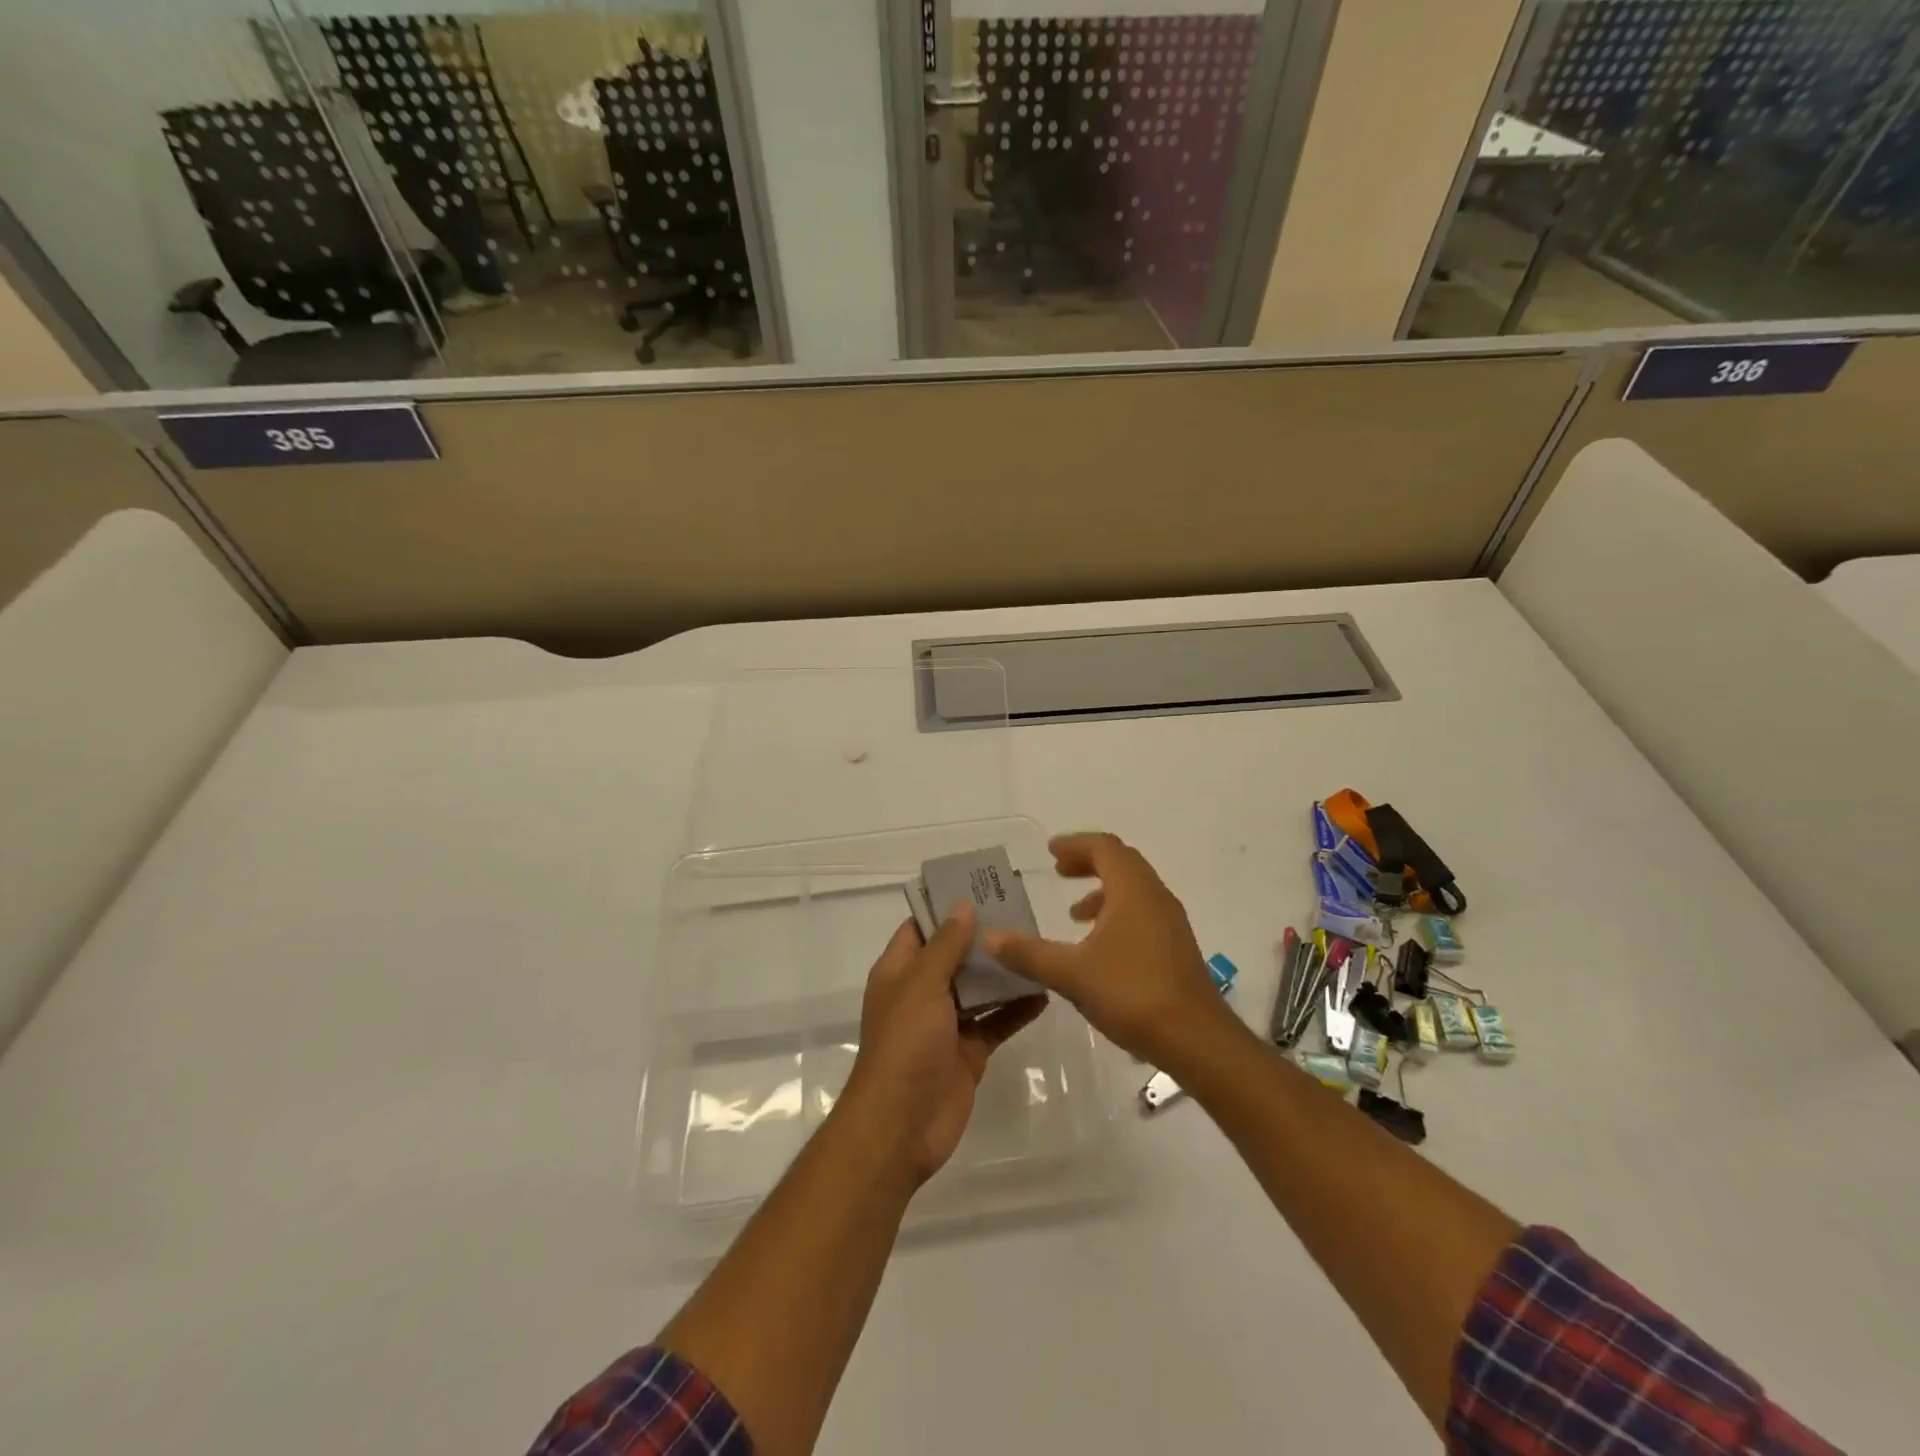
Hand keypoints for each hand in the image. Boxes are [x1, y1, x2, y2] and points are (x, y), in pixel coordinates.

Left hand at [839, 903, 1047, 1185]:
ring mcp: (946, 1024)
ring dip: (1003, 971)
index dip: (946, 906)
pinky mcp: (969, 1051)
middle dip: (983, 936)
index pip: (921, 927)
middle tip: (1022, 911)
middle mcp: (922, 993)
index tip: (981, 886)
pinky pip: (996, 1022)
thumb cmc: (905, 1045)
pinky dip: (1017, 1009)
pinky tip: (1044, 991)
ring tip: (1038, 943)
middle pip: (955, 955)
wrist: (902, 1125)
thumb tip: (963, 905)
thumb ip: (945, 945)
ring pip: (978, 988)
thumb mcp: (922, 985)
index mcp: (900, 972)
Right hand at [985, 832, 1233, 1068]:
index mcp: (1133, 890)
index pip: (1104, 848)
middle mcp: (1155, 897)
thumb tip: (989, 936)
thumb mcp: (1071, 974)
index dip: (1075, 845)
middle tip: (1058, 871)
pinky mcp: (1176, 948)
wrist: (1197, 1040)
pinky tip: (1099, 948)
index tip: (1050, 852)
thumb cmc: (1133, 993)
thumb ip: (1029, 954)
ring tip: (1074, 914)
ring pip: (1133, 890)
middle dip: (1088, 862)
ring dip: (1102, 891)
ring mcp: (1170, 923)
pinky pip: (1142, 913)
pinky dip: (1116, 914)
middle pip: (1121, 862)